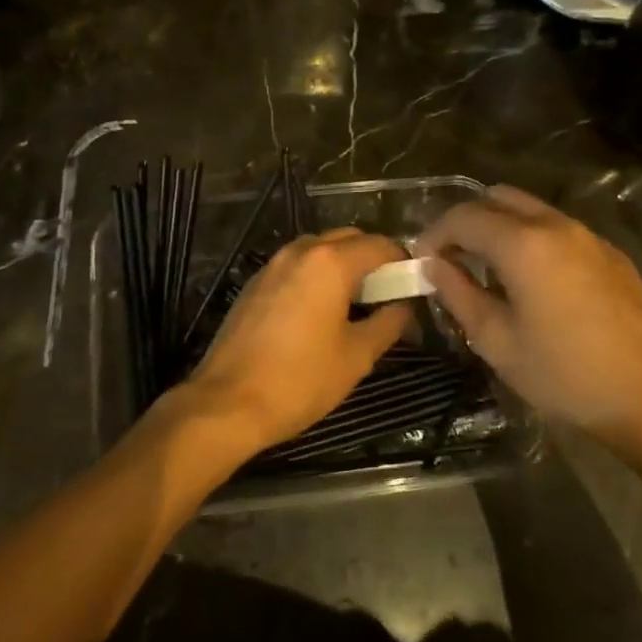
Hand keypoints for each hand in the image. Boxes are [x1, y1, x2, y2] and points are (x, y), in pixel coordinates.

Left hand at [160, 228, 409, 464]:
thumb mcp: (356, 356)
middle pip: (347, 239)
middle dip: (372, 258)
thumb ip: (388, 323)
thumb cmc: (300, 380)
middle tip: (387, 293)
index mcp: (330, 263)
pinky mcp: (254, 283)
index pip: (380, 245)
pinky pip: (295, 266)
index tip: (414, 285)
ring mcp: (272, 265)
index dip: (402, 261)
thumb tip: (404, 307)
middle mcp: (300, 252)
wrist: (228, 402)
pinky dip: (315, 275)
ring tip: (355, 302)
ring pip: (318, 249)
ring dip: (342, 264)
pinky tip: (319, 310)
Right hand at [419, 186, 641, 457]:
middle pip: (498, 199)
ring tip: (488, 270)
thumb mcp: (497, 341)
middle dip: (467, 222)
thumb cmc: (565, 375)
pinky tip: (533, 282)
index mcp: (524, 244)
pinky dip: (532, 239)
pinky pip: (559, 230)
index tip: (422, 262)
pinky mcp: (611, 255)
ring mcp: (589, 237)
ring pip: (531, 210)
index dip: (435, 234)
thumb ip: (458, 294)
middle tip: (452, 259)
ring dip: (501, 228)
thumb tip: (433, 266)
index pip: (464, 217)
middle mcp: (557, 226)